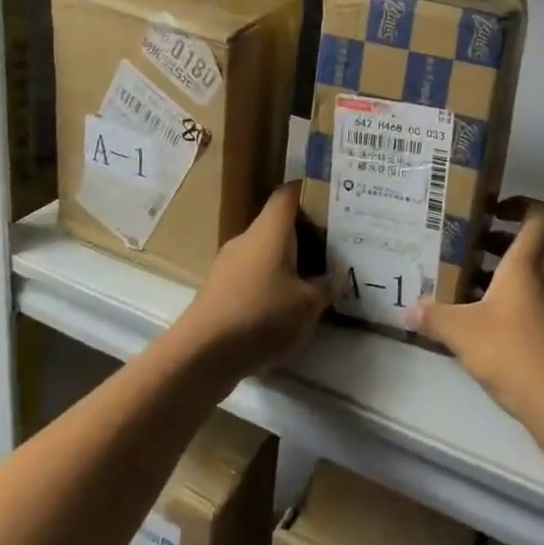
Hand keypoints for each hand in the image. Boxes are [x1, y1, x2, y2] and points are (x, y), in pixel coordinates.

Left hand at [171, 182, 328, 381]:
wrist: (202, 353)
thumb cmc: (261, 316)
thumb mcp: (307, 305)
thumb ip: (327, 287)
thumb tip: (341, 276)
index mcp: (270, 230)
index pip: (288, 194)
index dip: (308, 191)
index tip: (330, 200)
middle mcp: (247, 239)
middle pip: (277, 224)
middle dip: (304, 233)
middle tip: (331, 246)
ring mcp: (228, 264)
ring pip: (264, 251)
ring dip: (286, 262)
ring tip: (312, 279)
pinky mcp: (218, 289)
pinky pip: (251, 275)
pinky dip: (269, 283)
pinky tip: (283, 307)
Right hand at [406, 196, 543, 419]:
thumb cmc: (514, 351)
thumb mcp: (462, 332)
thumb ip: (434, 317)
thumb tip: (409, 311)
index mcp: (528, 263)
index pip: (539, 214)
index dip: (519, 204)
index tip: (491, 212)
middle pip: (527, 246)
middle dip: (494, 246)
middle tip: (460, 253)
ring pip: (528, 279)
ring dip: (498, 279)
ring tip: (463, 292)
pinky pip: (533, 305)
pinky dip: (509, 306)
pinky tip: (482, 329)